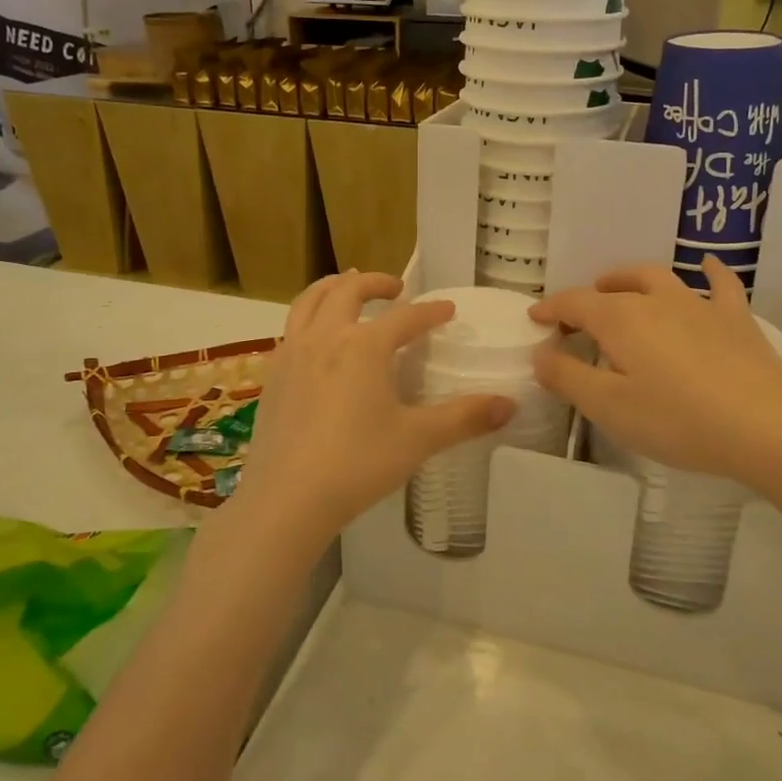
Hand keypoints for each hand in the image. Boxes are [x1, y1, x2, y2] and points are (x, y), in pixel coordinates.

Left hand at [234, 271, 513, 546]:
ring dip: (333, 287)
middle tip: (396, 289)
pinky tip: (317, 339)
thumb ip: (464, 418)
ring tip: (348, 288)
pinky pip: (291, 328)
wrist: (286, 499)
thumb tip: (510, 405)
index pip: (405, 316)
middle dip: (375, 282)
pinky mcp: (272, 375)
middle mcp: (326, 337)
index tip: (447, 309)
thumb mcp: (417, 440)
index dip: (430, 311)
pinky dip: (309, 316)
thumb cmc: (357, 464)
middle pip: (348, 290)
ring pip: (309, 300)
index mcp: (364, 345)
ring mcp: (292, 353)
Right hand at [530, 258, 781, 487]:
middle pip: (616, 286)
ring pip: (659, 278)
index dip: (551, 308)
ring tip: (621, 287)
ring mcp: (700, 305)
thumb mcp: (610, 407)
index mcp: (621, 319)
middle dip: (591, 293)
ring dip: (632, 279)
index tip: (535, 318)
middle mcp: (657, 301)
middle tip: (579, 313)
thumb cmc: (679, 420)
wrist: (768, 427)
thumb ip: (568, 377)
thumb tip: (540, 353)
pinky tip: (707, 264)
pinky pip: (720, 284)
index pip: (575, 303)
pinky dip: (709, 271)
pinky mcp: (736, 320)